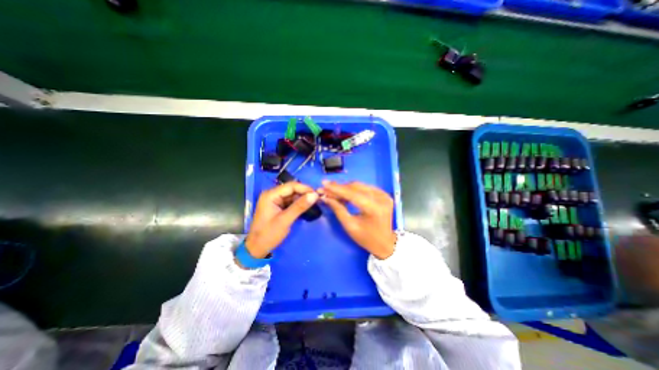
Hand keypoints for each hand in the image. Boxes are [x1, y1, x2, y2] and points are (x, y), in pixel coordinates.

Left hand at [246, 183, 319, 257]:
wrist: (257, 248)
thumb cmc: (268, 234)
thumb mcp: (285, 220)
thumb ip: (299, 207)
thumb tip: (314, 195)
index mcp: (270, 195)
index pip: (291, 186)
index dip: (305, 188)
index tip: (317, 194)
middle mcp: (272, 194)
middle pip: (292, 189)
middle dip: (305, 193)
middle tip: (317, 199)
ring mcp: (275, 200)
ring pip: (292, 195)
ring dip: (303, 198)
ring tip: (315, 202)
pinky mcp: (278, 206)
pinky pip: (291, 201)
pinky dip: (299, 203)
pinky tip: (307, 206)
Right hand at [319, 181, 395, 258]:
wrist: (385, 243)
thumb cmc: (366, 238)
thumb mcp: (350, 226)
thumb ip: (338, 209)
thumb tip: (325, 197)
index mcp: (374, 208)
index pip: (353, 194)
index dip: (337, 189)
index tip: (323, 184)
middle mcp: (381, 198)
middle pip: (356, 187)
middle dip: (339, 188)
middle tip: (325, 189)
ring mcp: (384, 195)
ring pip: (359, 186)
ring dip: (345, 188)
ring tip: (332, 192)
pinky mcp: (383, 194)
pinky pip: (364, 188)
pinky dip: (353, 190)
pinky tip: (344, 193)